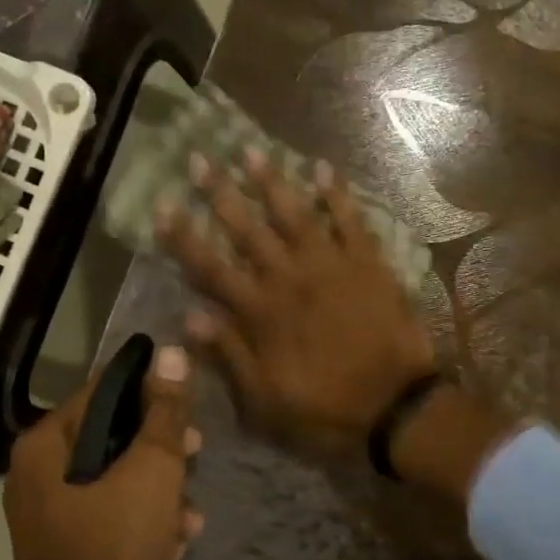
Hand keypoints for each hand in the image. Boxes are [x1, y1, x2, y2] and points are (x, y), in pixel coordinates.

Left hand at [3, 343, 203, 559]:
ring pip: (116, 477)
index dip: (151, 391)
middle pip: (111, 435)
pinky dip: (142, 519)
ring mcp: (47, 510)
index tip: (188, 405)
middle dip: (161, 448)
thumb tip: (171, 352)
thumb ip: (164, 410)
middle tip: (197, 452)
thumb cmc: (116, 541)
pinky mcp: (64, 543)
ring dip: (160, 490)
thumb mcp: (153, 468)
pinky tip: (175, 541)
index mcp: (46, 444)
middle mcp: (37, 471)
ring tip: (191, 515)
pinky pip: (108, 512)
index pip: (103, 390)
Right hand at [158, 148, 438, 453]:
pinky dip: (337, 194)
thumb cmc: (326, 409)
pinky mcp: (368, 264)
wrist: (396, 406)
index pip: (212, 268)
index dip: (184, 237)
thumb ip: (230, 354)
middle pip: (248, 230)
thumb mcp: (266, 399)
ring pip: (295, 215)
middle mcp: (290, 279)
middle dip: (220, 193)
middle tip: (199, 158)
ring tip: (252, 151)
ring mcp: (331, 266)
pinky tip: (323, 168)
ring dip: (272, 182)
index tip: (163, 205)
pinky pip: (350, 221)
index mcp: (262, 313)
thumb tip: (190, 317)